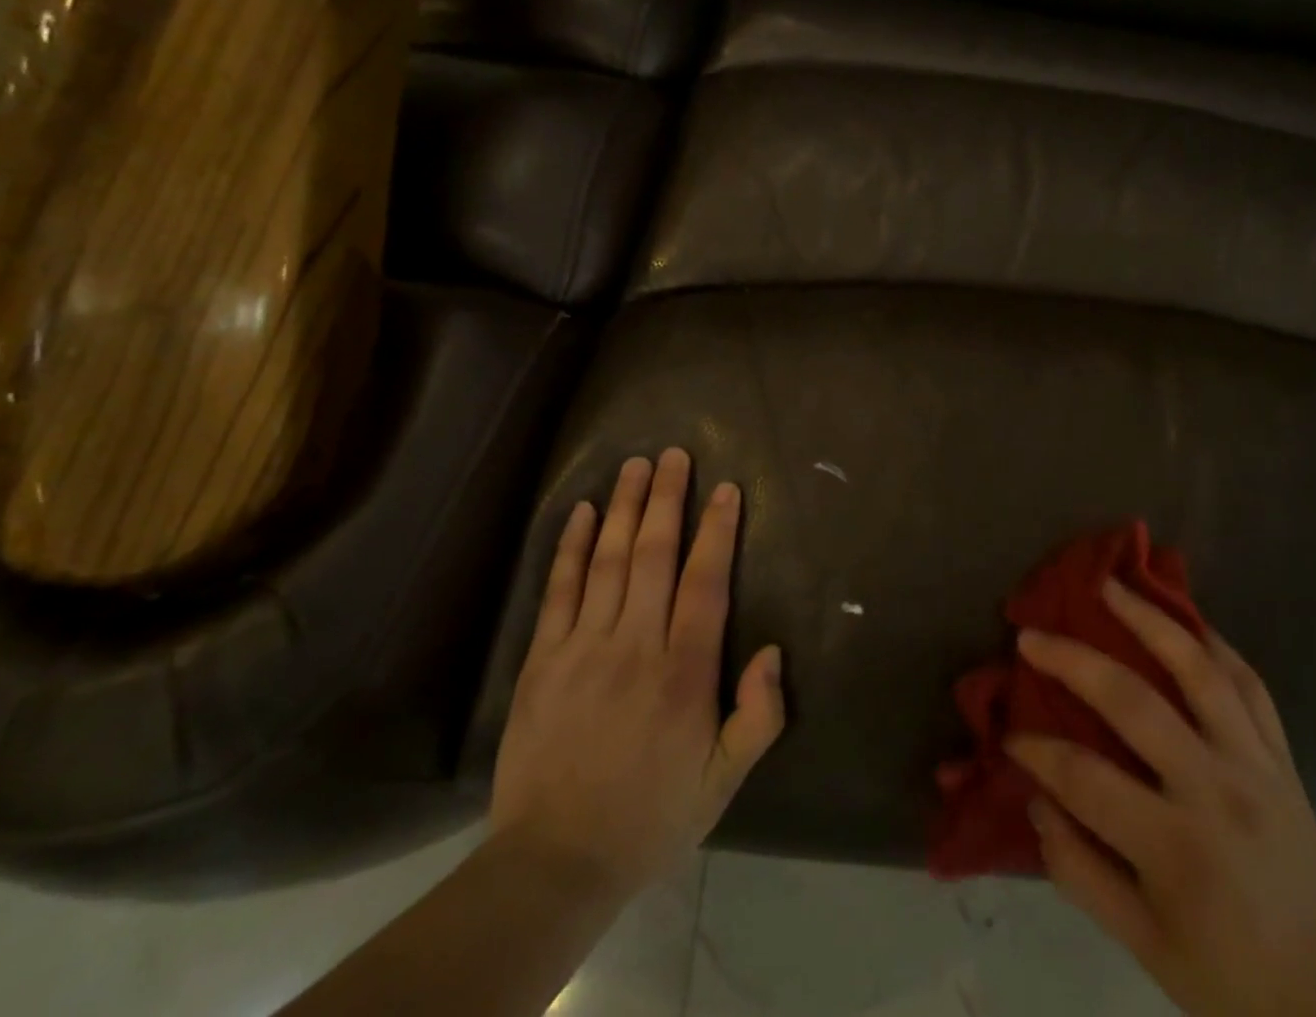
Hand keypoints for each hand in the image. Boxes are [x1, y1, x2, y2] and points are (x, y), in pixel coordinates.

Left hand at [491, 449, 784, 901]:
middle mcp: (635, 645)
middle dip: (667, 499)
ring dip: (623, 507)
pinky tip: (581, 512)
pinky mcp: (542, 659)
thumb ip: (758, 717)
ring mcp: (583, 647)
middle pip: (654, 554)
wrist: (555, 862)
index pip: (705, 581)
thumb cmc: (651, 816)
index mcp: (684, 671)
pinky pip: (559, 590)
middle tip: (674, 454)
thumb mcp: (723, 782)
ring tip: (635, 465)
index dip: (718, 530)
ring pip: (608, 560)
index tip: (726, 489)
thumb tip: (772, 652)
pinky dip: (571, 547)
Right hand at [1010, 584, 1315, 1016]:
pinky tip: (1182, 618)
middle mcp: (1216, 790)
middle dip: (1073, 661)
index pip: (1086, 778)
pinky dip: (1213, 643)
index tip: (1009, 737)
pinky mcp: (1282, 757)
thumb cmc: (1228, 978)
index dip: (1037, 752)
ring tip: (1110, 585)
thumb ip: (1078, 870)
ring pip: (1198, 669)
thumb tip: (1034, 798)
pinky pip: (1249, 683)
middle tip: (1031, 635)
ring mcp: (1256, 764)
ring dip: (1149, 619)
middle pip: (1134, 702)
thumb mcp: (1142, 946)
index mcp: (1177, 847)